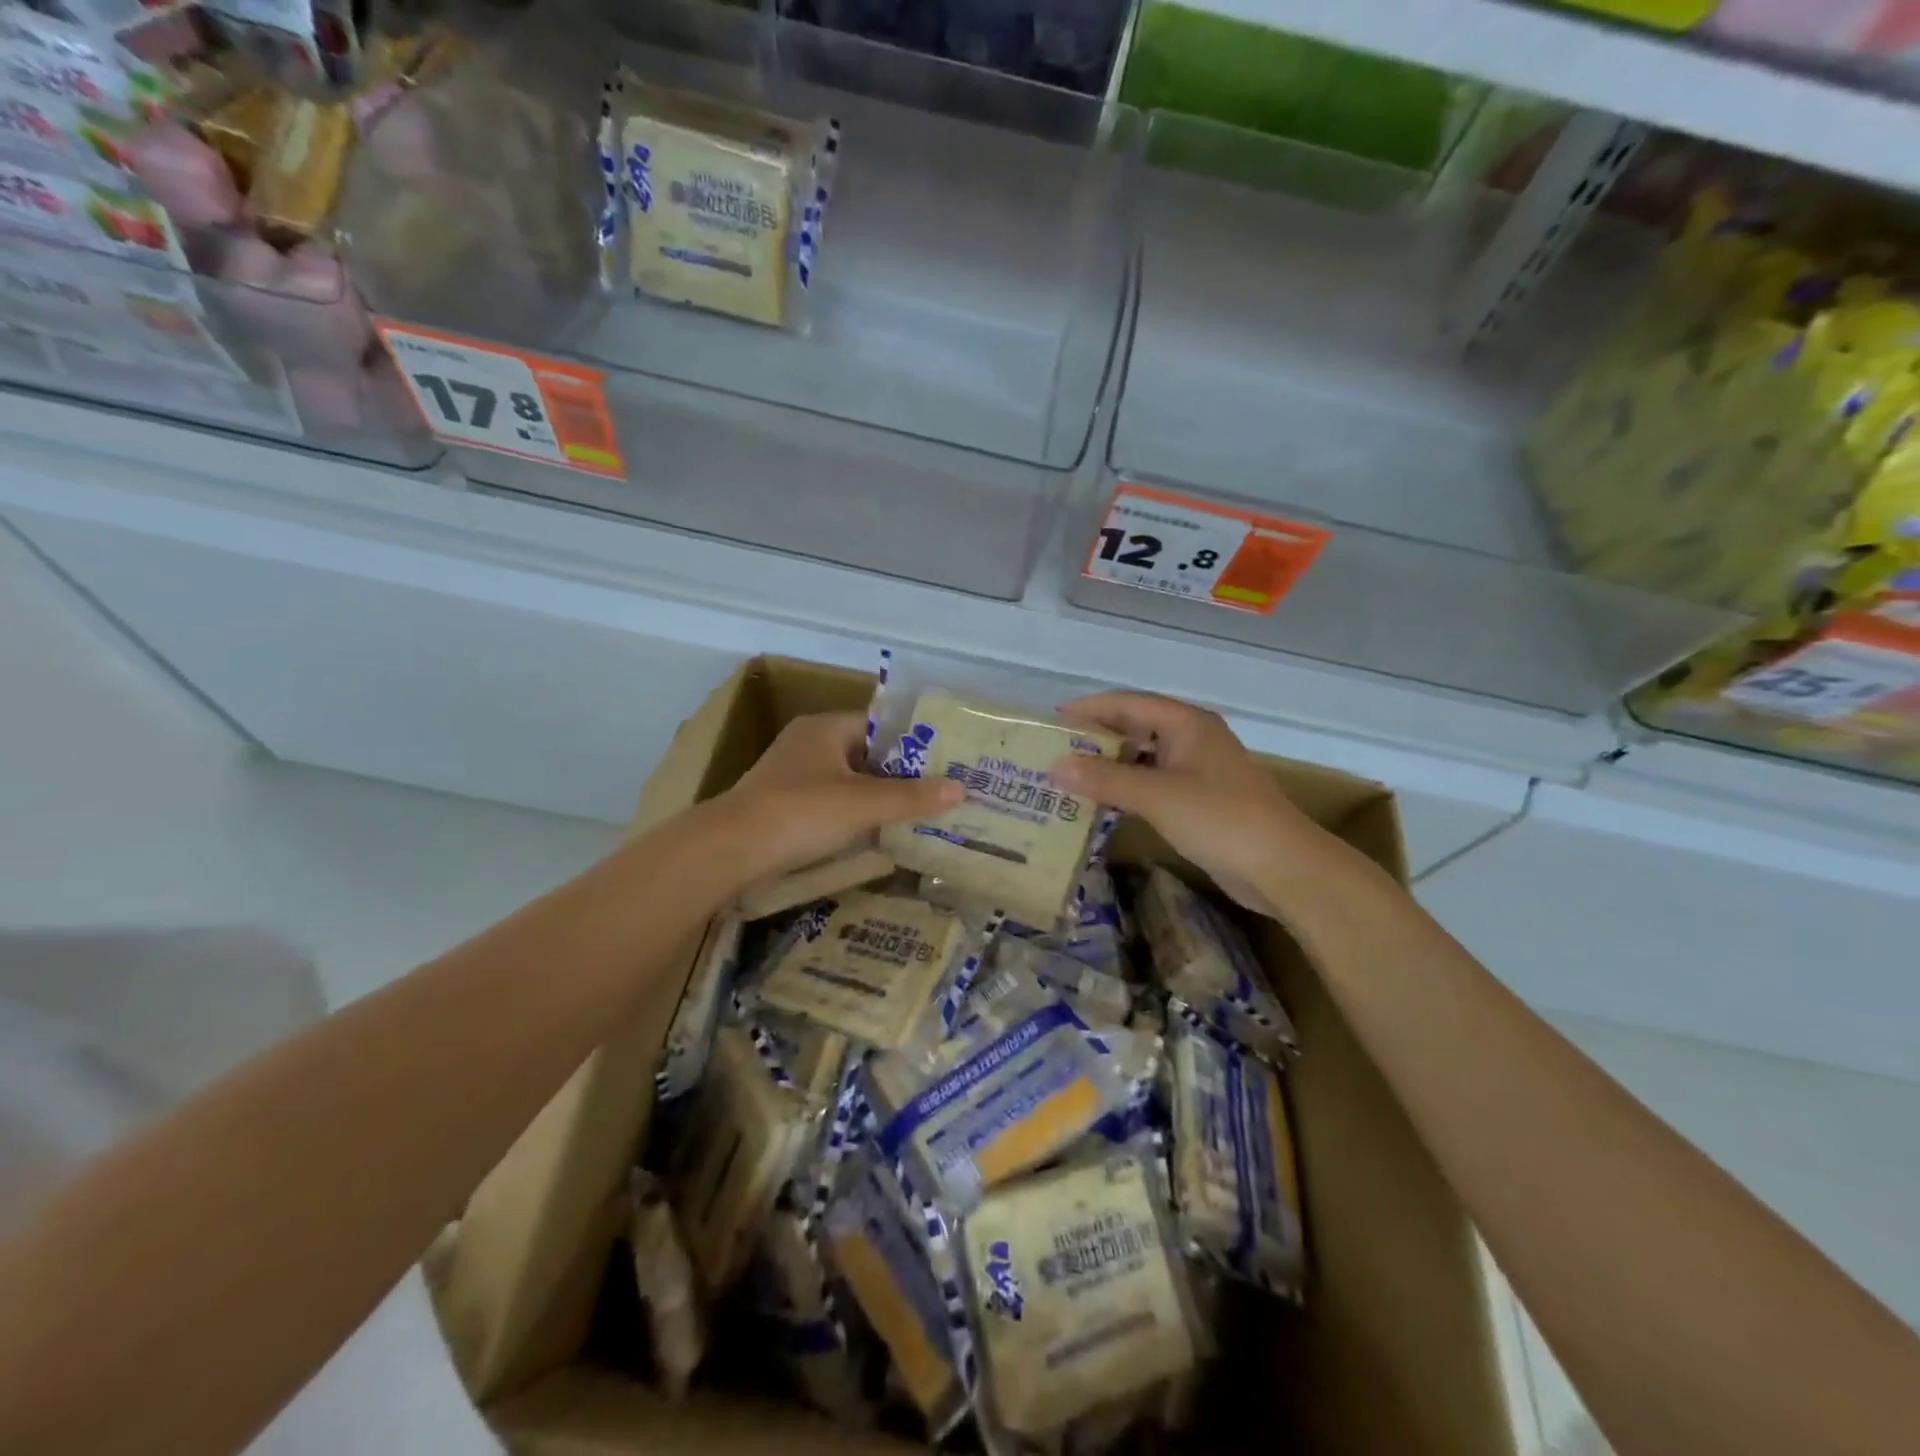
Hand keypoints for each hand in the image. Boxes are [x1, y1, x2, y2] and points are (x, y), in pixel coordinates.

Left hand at [708, 711, 963, 885]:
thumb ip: (912, 796)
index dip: (914, 744)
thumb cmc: (801, 811)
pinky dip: (853, 817)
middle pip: (866, 755)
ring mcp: (793, 777)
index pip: (880, 726)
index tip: (945, 763)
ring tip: (918, 816)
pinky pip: (831, 805)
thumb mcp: (863, 803)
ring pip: (848, 782)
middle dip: (900, 775)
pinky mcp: (784, 807)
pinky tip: (877, 835)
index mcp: (825, 728)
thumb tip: (961, 788)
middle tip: (939, 793)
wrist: (730, 849)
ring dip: (877, 799)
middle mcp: (808, 744)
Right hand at [1051, 692, 1345, 917]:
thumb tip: (1055, 767)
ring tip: (1068, 778)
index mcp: (1187, 723)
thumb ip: (1105, 779)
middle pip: (1135, 729)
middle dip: (1096, 740)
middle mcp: (1192, 739)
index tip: (1052, 722)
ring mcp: (1197, 771)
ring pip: (1143, 759)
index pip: (1128, 704)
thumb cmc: (1220, 819)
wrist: (1283, 868)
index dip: (1089, 710)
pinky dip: (1127, 790)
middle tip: (1054, 753)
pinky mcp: (1200, 801)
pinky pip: (1153, 785)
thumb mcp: (1157, 796)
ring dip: (1110, 768)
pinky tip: (1101, 804)